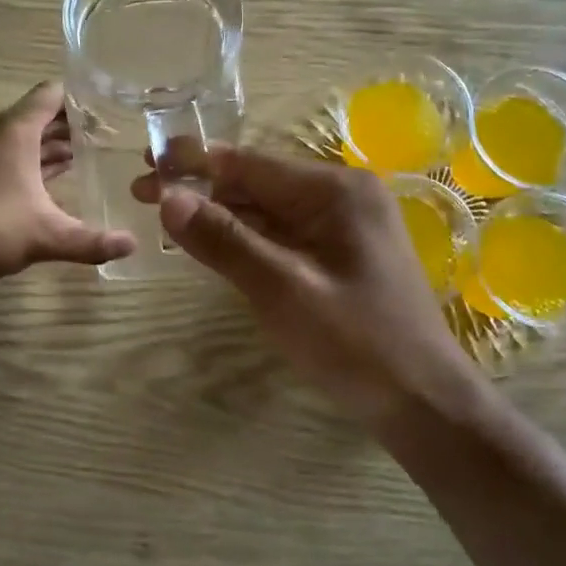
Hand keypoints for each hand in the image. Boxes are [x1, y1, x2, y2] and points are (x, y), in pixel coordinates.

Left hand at [0, 81, 136, 283]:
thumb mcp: (45, 235)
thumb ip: (91, 241)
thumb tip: (132, 245)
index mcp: (15, 130)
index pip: (53, 94)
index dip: (82, 96)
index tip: (111, 103)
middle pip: (39, 116)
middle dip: (72, 124)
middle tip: (110, 134)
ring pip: (22, 139)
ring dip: (51, 146)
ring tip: (87, 156)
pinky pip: (8, 156)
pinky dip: (31, 163)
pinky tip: (50, 184)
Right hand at [133, 148, 483, 422]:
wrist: (424, 403)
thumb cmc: (357, 344)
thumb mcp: (283, 290)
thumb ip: (224, 241)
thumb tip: (168, 197)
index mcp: (335, 191)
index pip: (248, 163)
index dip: (192, 161)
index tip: (145, 162)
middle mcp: (341, 196)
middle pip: (256, 181)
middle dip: (200, 187)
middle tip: (142, 193)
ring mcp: (343, 226)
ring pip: (266, 209)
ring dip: (218, 212)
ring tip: (166, 216)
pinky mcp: (339, 255)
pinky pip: (282, 234)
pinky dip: (244, 236)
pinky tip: (212, 242)